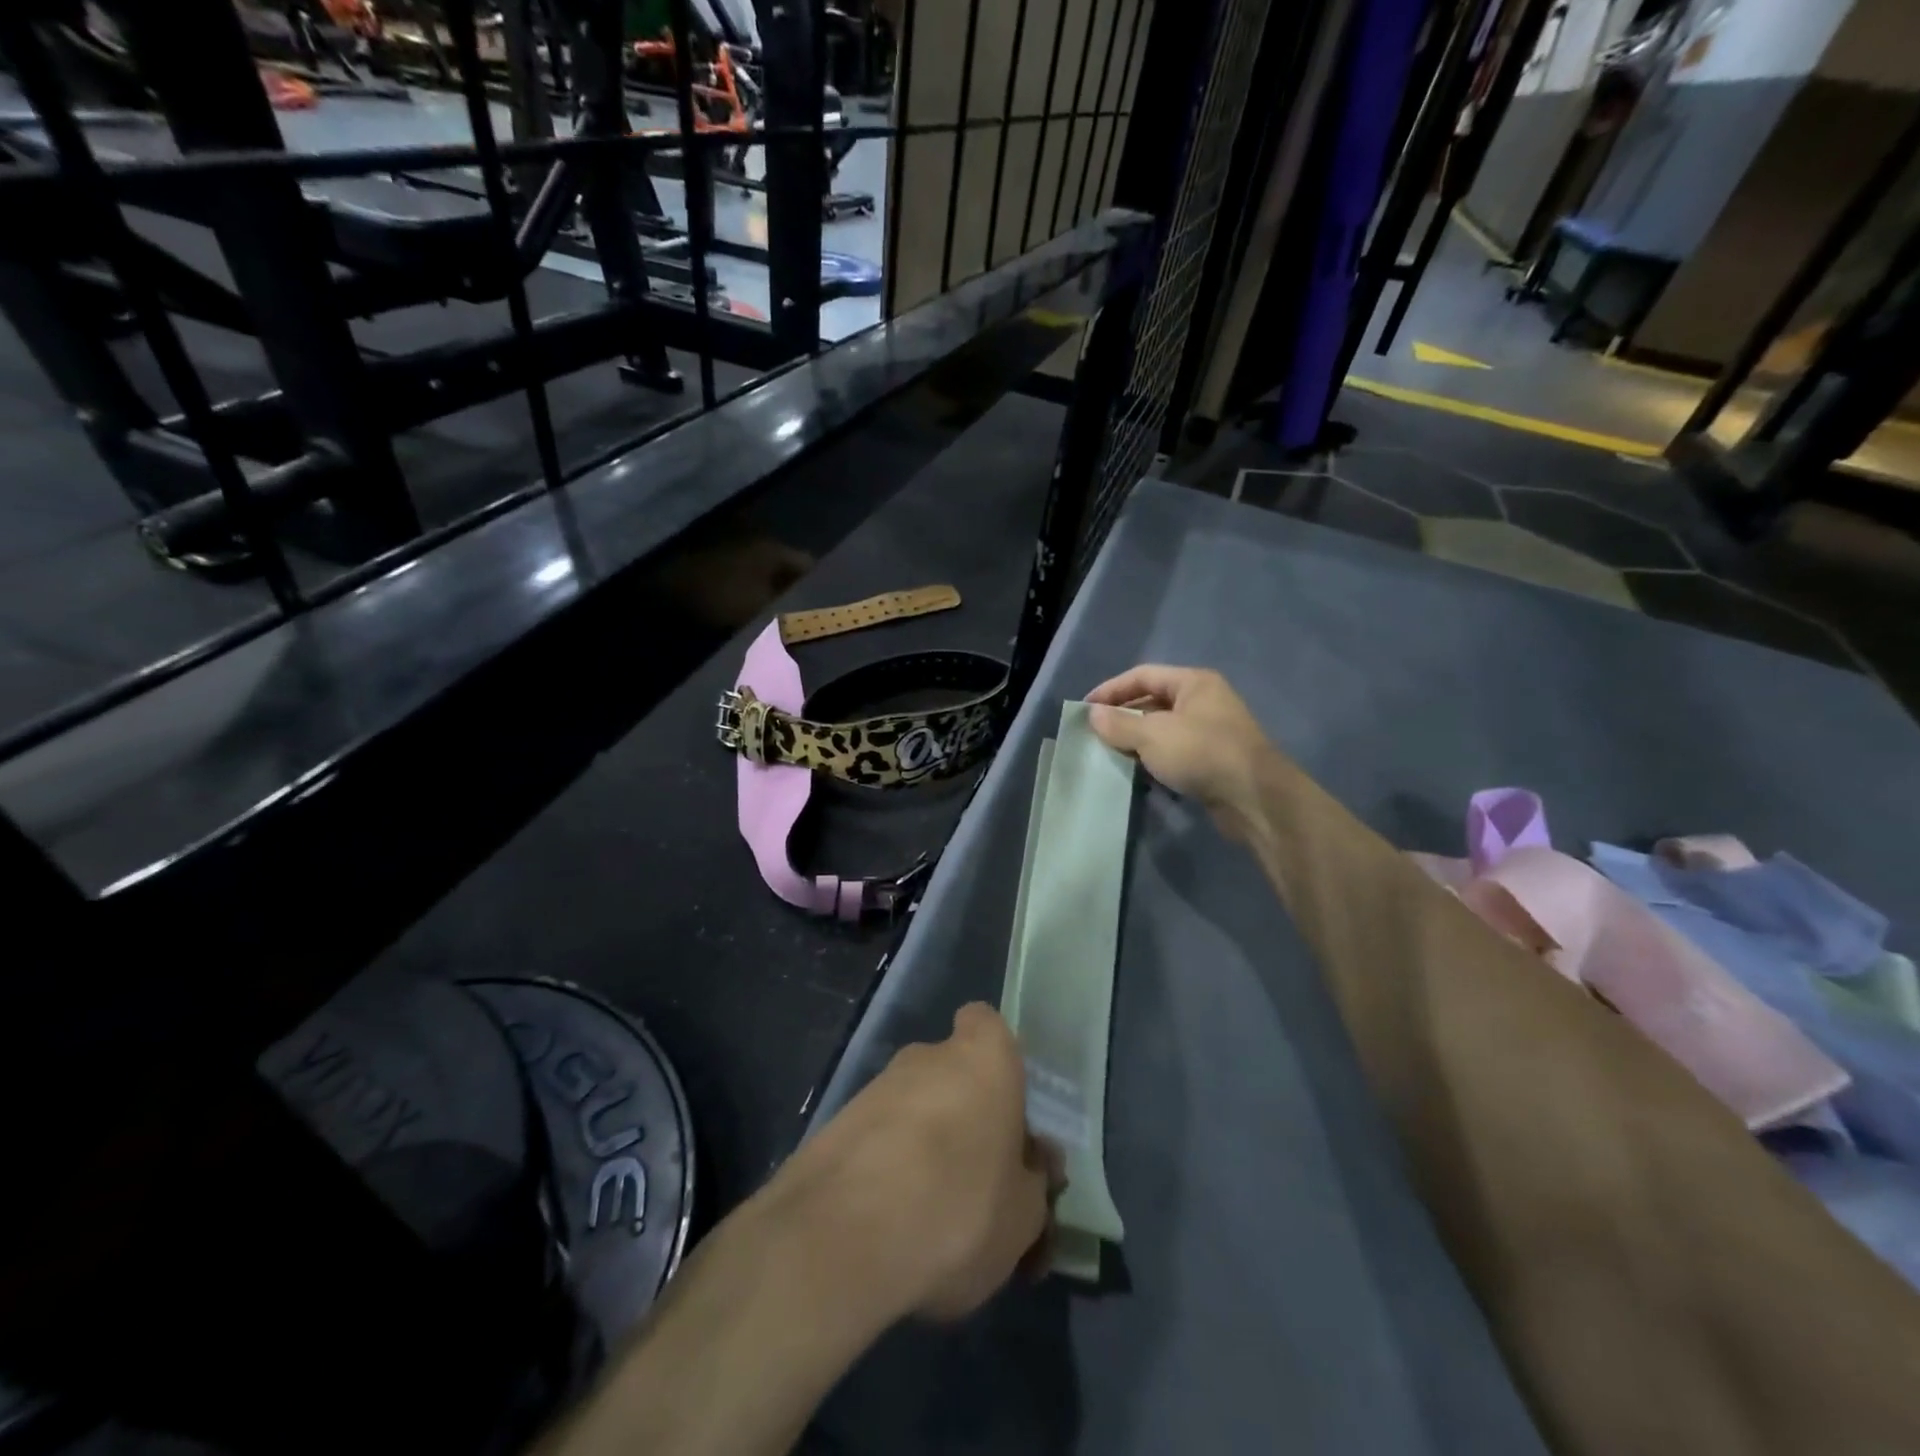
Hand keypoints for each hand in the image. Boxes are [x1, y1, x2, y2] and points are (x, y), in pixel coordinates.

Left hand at [782, 1003, 1059, 1323]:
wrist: (840, 1240)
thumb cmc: (958, 1209)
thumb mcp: (1024, 1215)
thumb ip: (1033, 1179)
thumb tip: (1031, 1163)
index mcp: (983, 1058)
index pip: (987, 1025)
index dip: (996, 1061)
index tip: (1005, 1110)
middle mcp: (926, 1057)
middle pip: (952, 1074)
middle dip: (964, 1116)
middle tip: (978, 1183)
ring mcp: (875, 1088)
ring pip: (914, 1110)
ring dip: (925, 1149)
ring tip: (934, 1222)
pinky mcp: (835, 1126)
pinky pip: (878, 1142)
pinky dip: (887, 1172)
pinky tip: (892, 1229)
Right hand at [1086, 665, 1278, 840]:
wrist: (1254, 798)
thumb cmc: (1202, 753)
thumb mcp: (1153, 735)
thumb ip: (1120, 723)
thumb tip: (1093, 714)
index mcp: (1193, 683)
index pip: (1142, 675)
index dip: (1111, 689)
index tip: (1084, 709)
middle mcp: (1204, 701)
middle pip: (1153, 701)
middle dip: (1123, 716)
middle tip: (1094, 734)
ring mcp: (1210, 732)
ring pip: (1163, 729)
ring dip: (1136, 740)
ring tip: (1109, 754)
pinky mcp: (1212, 760)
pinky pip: (1174, 752)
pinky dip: (1154, 759)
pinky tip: (1137, 773)